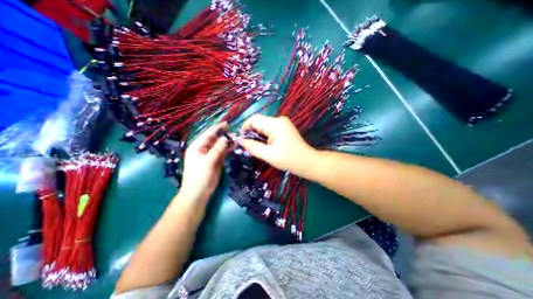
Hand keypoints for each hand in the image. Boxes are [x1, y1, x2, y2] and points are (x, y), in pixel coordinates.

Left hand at [181, 122, 227, 203]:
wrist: (199, 193)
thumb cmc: (199, 177)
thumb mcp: (207, 162)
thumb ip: (217, 149)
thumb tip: (225, 138)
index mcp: (197, 147)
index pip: (207, 135)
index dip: (216, 129)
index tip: (226, 123)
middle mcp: (203, 149)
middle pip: (214, 140)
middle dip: (224, 136)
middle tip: (234, 133)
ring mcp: (210, 155)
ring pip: (220, 146)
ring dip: (227, 143)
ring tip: (237, 140)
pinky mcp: (216, 161)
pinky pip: (223, 153)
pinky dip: (228, 150)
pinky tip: (234, 147)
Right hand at [241, 114, 314, 174]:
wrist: (307, 162)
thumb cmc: (289, 159)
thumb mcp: (268, 155)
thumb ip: (252, 146)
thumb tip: (239, 140)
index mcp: (275, 124)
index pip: (254, 119)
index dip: (245, 128)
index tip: (240, 139)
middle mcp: (279, 120)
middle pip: (259, 122)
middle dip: (251, 133)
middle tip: (247, 146)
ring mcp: (282, 123)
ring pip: (263, 126)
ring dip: (257, 135)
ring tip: (256, 146)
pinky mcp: (284, 128)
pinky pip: (269, 129)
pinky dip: (264, 136)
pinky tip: (264, 145)